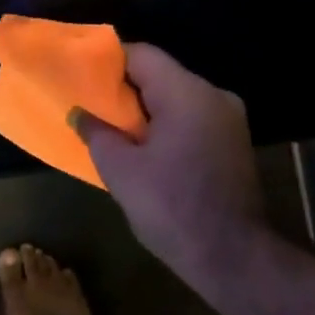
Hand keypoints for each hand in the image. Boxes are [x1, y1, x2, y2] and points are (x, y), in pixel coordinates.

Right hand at [75, 45, 268, 287]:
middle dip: (124, 87)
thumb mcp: (121, 170)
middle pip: (160, 74)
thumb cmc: (172, 208)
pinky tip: (143, 145)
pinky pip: (191, 118)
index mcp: (187, 93)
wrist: (234, 258)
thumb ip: (97, 133)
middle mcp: (214, 95)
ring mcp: (229, 119)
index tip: (81, 75)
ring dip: (145, 108)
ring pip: (176, 97)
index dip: (107, 62)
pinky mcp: (233, 142)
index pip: (141, 55)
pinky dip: (165, 124)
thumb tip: (80, 114)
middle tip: (91, 103)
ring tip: (112, 126)